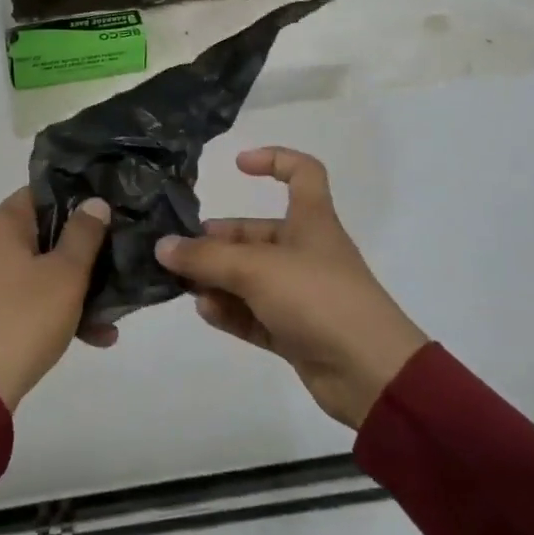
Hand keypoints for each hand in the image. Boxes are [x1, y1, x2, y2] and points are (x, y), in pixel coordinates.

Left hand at [0, 190, 111, 410]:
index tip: (105, 219)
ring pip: (30, 275)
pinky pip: (15, 301)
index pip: (40, 194)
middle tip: (111, 275)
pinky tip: (82, 339)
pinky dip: (44, 312)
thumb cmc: (24, 319)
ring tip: (105, 324)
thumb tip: (93, 202)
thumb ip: (84, 234)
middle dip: (77, 258)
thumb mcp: (66, 275)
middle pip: (37, 238)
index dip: (75, 203)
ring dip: (67, 293)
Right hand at [155, 147, 428, 429]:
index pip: (302, 173)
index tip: (237, 166)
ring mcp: (300, 295)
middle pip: (256, 234)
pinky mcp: (295, 332)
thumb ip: (206, 257)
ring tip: (182, 286)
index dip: (273, 160)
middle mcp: (305, 252)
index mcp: (311, 221)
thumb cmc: (317, 298)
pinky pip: (253, 314)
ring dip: (216, 279)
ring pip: (249, 278)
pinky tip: (205, 311)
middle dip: (218, 241)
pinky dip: (230, 312)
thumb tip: (162, 246)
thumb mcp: (256, 269)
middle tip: (178, 253)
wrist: (370, 374)